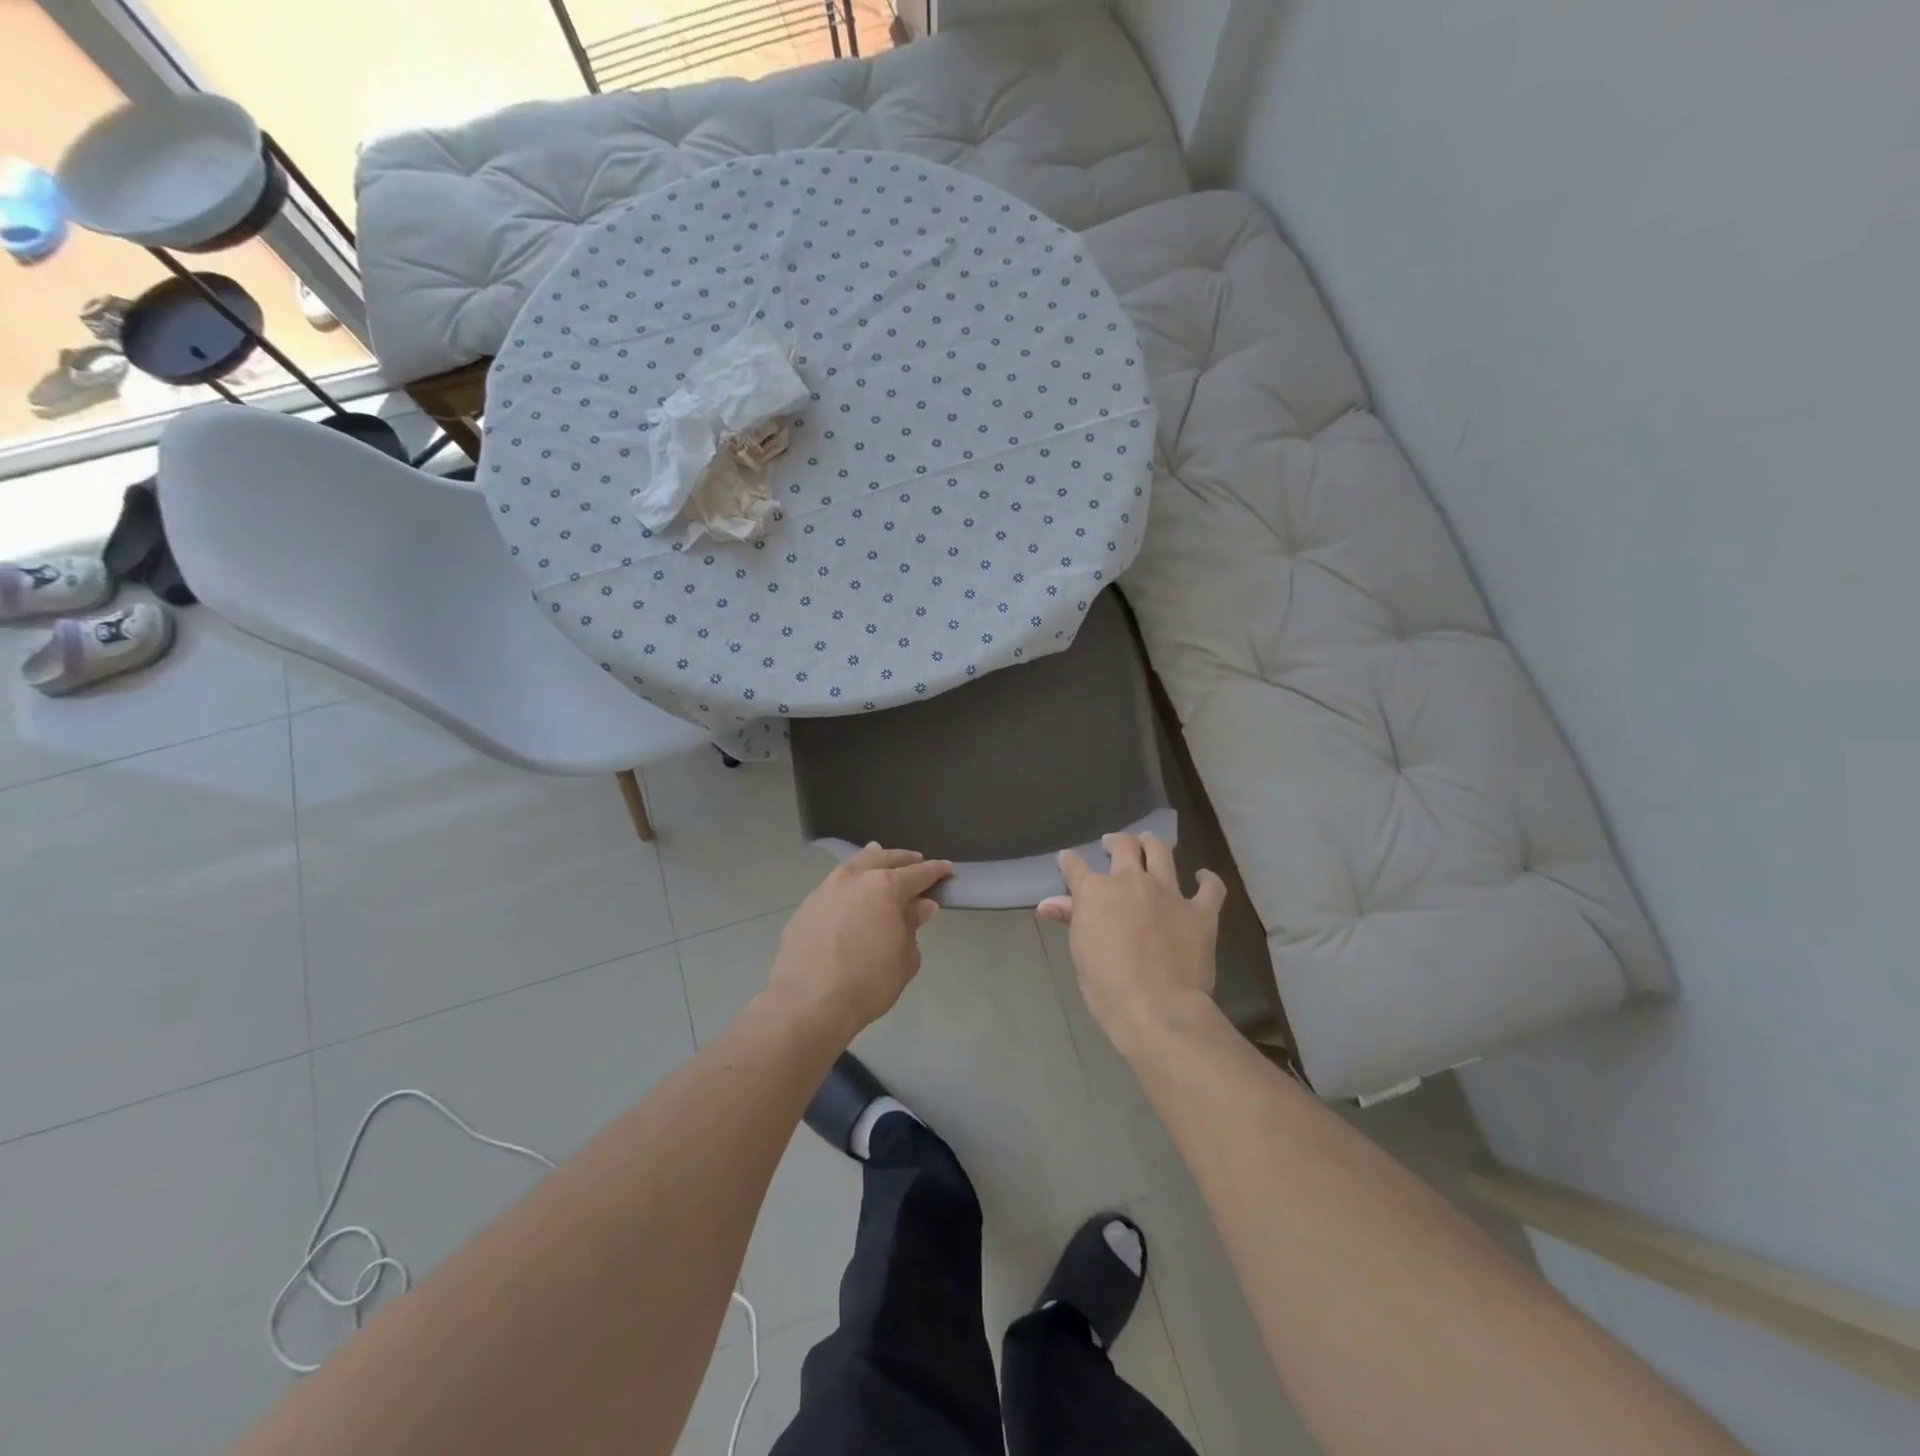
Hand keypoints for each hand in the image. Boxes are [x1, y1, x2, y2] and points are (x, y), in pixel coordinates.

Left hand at [768, 845, 952, 1036]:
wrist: (808, 1004)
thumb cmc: (868, 983)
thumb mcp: (904, 959)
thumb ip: (912, 926)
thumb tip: (920, 906)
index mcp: (885, 887)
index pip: (918, 873)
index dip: (935, 871)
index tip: (946, 869)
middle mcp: (855, 878)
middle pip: (883, 859)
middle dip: (903, 860)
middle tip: (915, 861)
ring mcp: (826, 889)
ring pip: (854, 866)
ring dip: (871, 860)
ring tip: (880, 860)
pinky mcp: (806, 906)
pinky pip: (833, 886)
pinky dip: (848, 884)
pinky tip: (850, 893)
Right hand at [1038, 832, 1226, 1055]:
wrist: (1158, 1008)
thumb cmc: (1107, 985)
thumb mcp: (1080, 951)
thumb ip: (1070, 918)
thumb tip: (1047, 904)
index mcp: (1096, 891)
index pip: (1075, 866)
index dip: (1069, 861)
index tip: (1067, 860)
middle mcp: (1132, 881)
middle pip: (1124, 846)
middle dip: (1116, 842)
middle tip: (1113, 845)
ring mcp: (1170, 893)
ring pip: (1162, 852)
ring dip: (1153, 845)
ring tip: (1149, 844)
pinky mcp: (1200, 912)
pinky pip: (1210, 887)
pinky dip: (1207, 879)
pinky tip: (1203, 877)